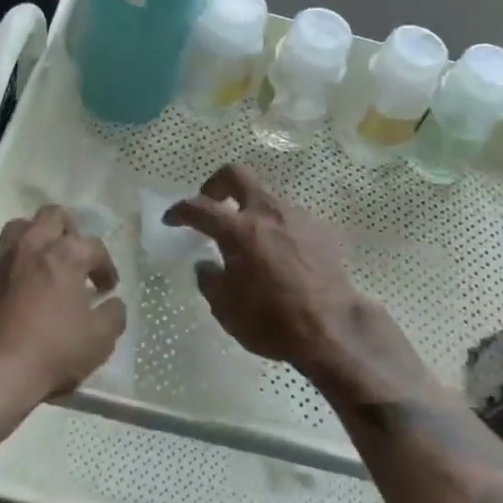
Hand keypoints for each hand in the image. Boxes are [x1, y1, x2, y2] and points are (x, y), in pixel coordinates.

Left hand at [0, 205, 125, 410]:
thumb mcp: (98, 341)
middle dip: (69, 231)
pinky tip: (16, 291)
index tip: (107, 287)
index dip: (105, 266)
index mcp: (65, 254)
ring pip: (20, 228)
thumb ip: (114, 315)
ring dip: (36, 239)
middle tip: (75, 258)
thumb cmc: (49, 353)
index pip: (94, 247)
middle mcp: (31, 246)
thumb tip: (113, 303)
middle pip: (53, 216)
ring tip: (44, 264)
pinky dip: (12, 267)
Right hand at [163, 165, 365, 376]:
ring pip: (266, 195)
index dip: (180, 210)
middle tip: (211, 204)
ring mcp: (296, 216)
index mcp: (239, 230)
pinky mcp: (319, 228)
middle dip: (217, 184)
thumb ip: (210, 280)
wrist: (332, 327)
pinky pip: (289, 216)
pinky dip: (275, 226)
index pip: (200, 207)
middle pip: (237, 175)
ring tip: (247, 237)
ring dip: (250, 208)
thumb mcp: (226, 309)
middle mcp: (267, 212)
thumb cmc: (272, 321)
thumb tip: (206, 265)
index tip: (171, 219)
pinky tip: (278, 253)